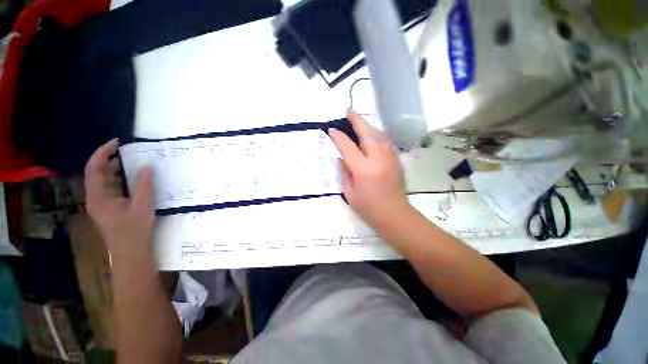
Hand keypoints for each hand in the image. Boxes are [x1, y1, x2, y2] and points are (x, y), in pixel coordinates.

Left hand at [84, 139, 155, 254]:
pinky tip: (134, 179)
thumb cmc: (134, 230)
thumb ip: (143, 185)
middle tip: (130, 152)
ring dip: (117, 170)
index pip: (94, 168)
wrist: (130, 252)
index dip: (102, 153)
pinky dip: (121, 180)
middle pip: (97, 173)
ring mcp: (102, 204)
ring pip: (105, 181)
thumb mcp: (142, 206)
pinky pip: (112, 188)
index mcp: (98, 197)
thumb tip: (146, 166)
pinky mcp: (109, 208)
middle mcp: (95, 198)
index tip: (117, 142)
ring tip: (134, 163)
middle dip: (111, 160)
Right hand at [328, 109, 410, 228]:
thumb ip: (344, 172)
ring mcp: (389, 157)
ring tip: (359, 121)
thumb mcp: (349, 193)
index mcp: (363, 169)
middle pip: (367, 133)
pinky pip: (384, 142)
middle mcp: (377, 158)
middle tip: (348, 111)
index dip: (338, 137)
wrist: (395, 214)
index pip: (347, 146)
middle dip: (356, 120)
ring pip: (378, 134)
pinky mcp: (396, 160)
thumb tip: (341, 158)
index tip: (331, 130)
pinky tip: (371, 136)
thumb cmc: (368, 207)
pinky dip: (376, 135)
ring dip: (367, 126)